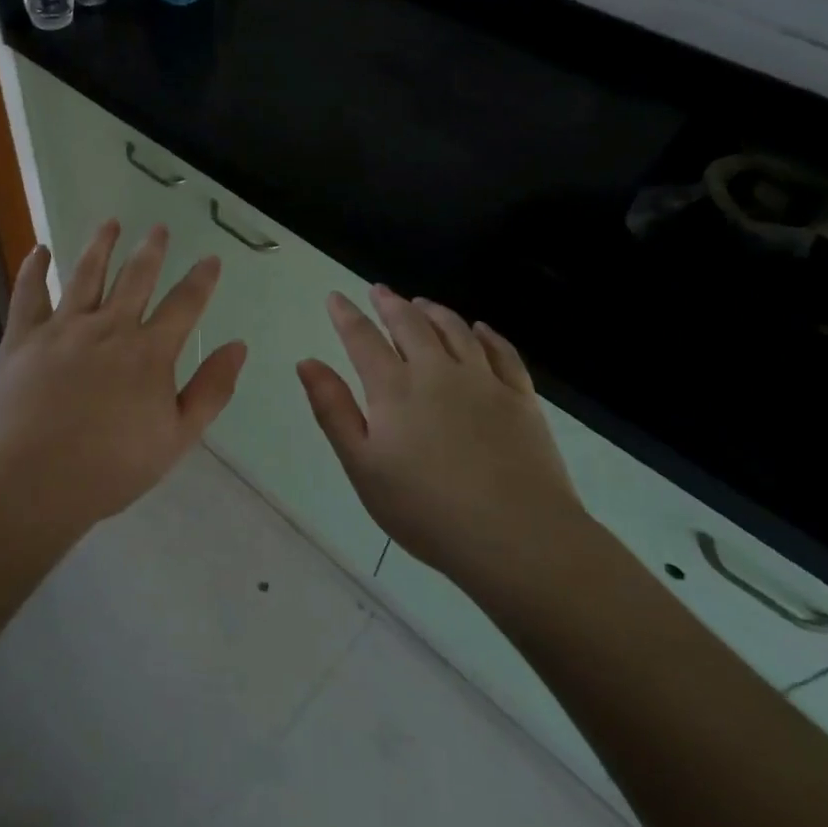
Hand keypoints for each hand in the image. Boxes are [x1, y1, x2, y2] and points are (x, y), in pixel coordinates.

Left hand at [0, 221, 246, 532]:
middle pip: (135, 278)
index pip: (184, 304)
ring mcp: (63, 328)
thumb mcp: (177, 438)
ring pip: (86, 274)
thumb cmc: (111, 468)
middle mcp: (109, 327)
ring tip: (110, 223)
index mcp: (149, 352)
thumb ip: (211, 390)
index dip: (201, 279)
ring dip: (100, 245)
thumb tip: (237, 345)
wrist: (33, 482)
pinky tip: (39, 250)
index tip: (210, 259)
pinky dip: (34, 269)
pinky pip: (29, 293)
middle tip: (159, 228)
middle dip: (151, 250)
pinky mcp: (24, 337)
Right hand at [297, 286, 591, 592]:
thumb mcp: (362, 466)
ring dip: (434, 312)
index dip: (346, 315)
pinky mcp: (520, 397)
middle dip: (390, 304)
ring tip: (421, 303)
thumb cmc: (425, 509)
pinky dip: (487, 334)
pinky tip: (480, 329)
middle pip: (410, 324)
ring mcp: (483, 381)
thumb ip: (333, 410)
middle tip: (379, 291)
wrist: (516, 535)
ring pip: (455, 330)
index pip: (363, 338)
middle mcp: (437, 371)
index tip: (335, 297)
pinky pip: (502, 352)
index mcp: (394, 388)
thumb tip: (307, 361)